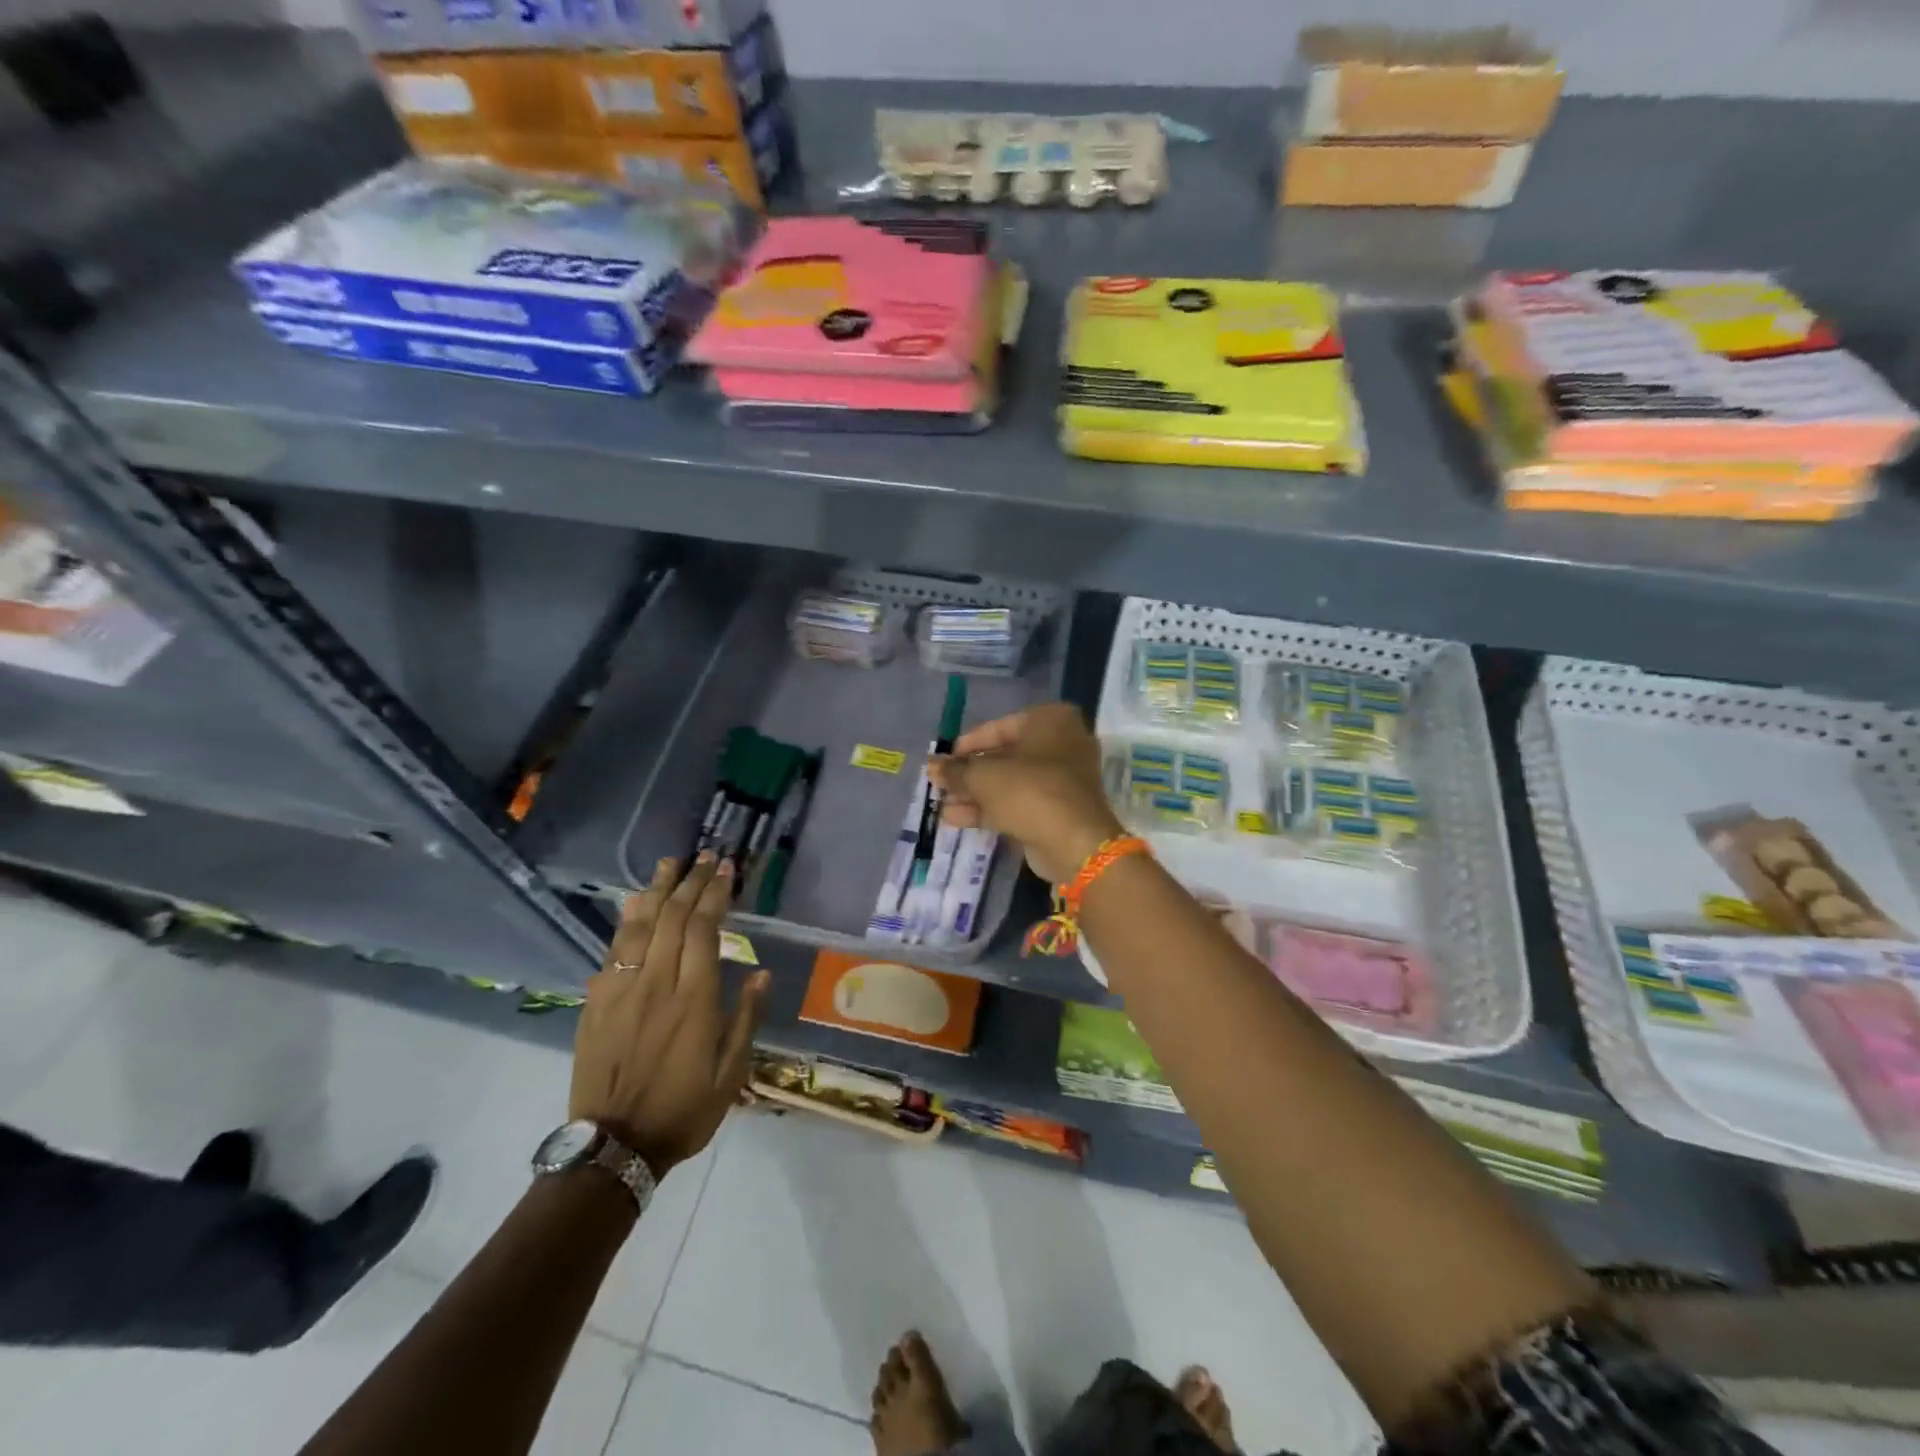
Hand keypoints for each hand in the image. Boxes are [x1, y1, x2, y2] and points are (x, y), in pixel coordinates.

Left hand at [569, 853, 769, 1176]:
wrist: (614, 1147)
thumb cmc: (683, 1110)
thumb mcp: (731, 1073)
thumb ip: (746, 1018)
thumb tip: (761, 972)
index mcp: (693, 1000)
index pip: (703, 930)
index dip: (715, 894)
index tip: (726, 870)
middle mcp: (656, 984)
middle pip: (672, 918)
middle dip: (691, 882)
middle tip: (705, 857)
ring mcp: (621, 990)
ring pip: (639, 927)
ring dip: (657, 890)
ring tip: (670, 863)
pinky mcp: (596, 1002)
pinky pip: (613, 950)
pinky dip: (627, 921)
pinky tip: (634, 903)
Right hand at [932, 702, 1124, 883]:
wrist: (1074, 842)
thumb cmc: (1030, 791)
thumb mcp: (984, 776)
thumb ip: (956, 770)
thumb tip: (931, 766)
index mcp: (1051, 721)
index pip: (1000, 727)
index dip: (968, 744)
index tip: (943, 759)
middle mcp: (1061, 744)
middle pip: (1004, 756)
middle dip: (970, 773)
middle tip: (940, 784)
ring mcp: (1062, 780)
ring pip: (1010, 783)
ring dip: (975, 794)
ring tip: (941, 804)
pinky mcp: (1058, 810)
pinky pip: (1019, 803)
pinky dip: (990, 809)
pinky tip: (956, 818)